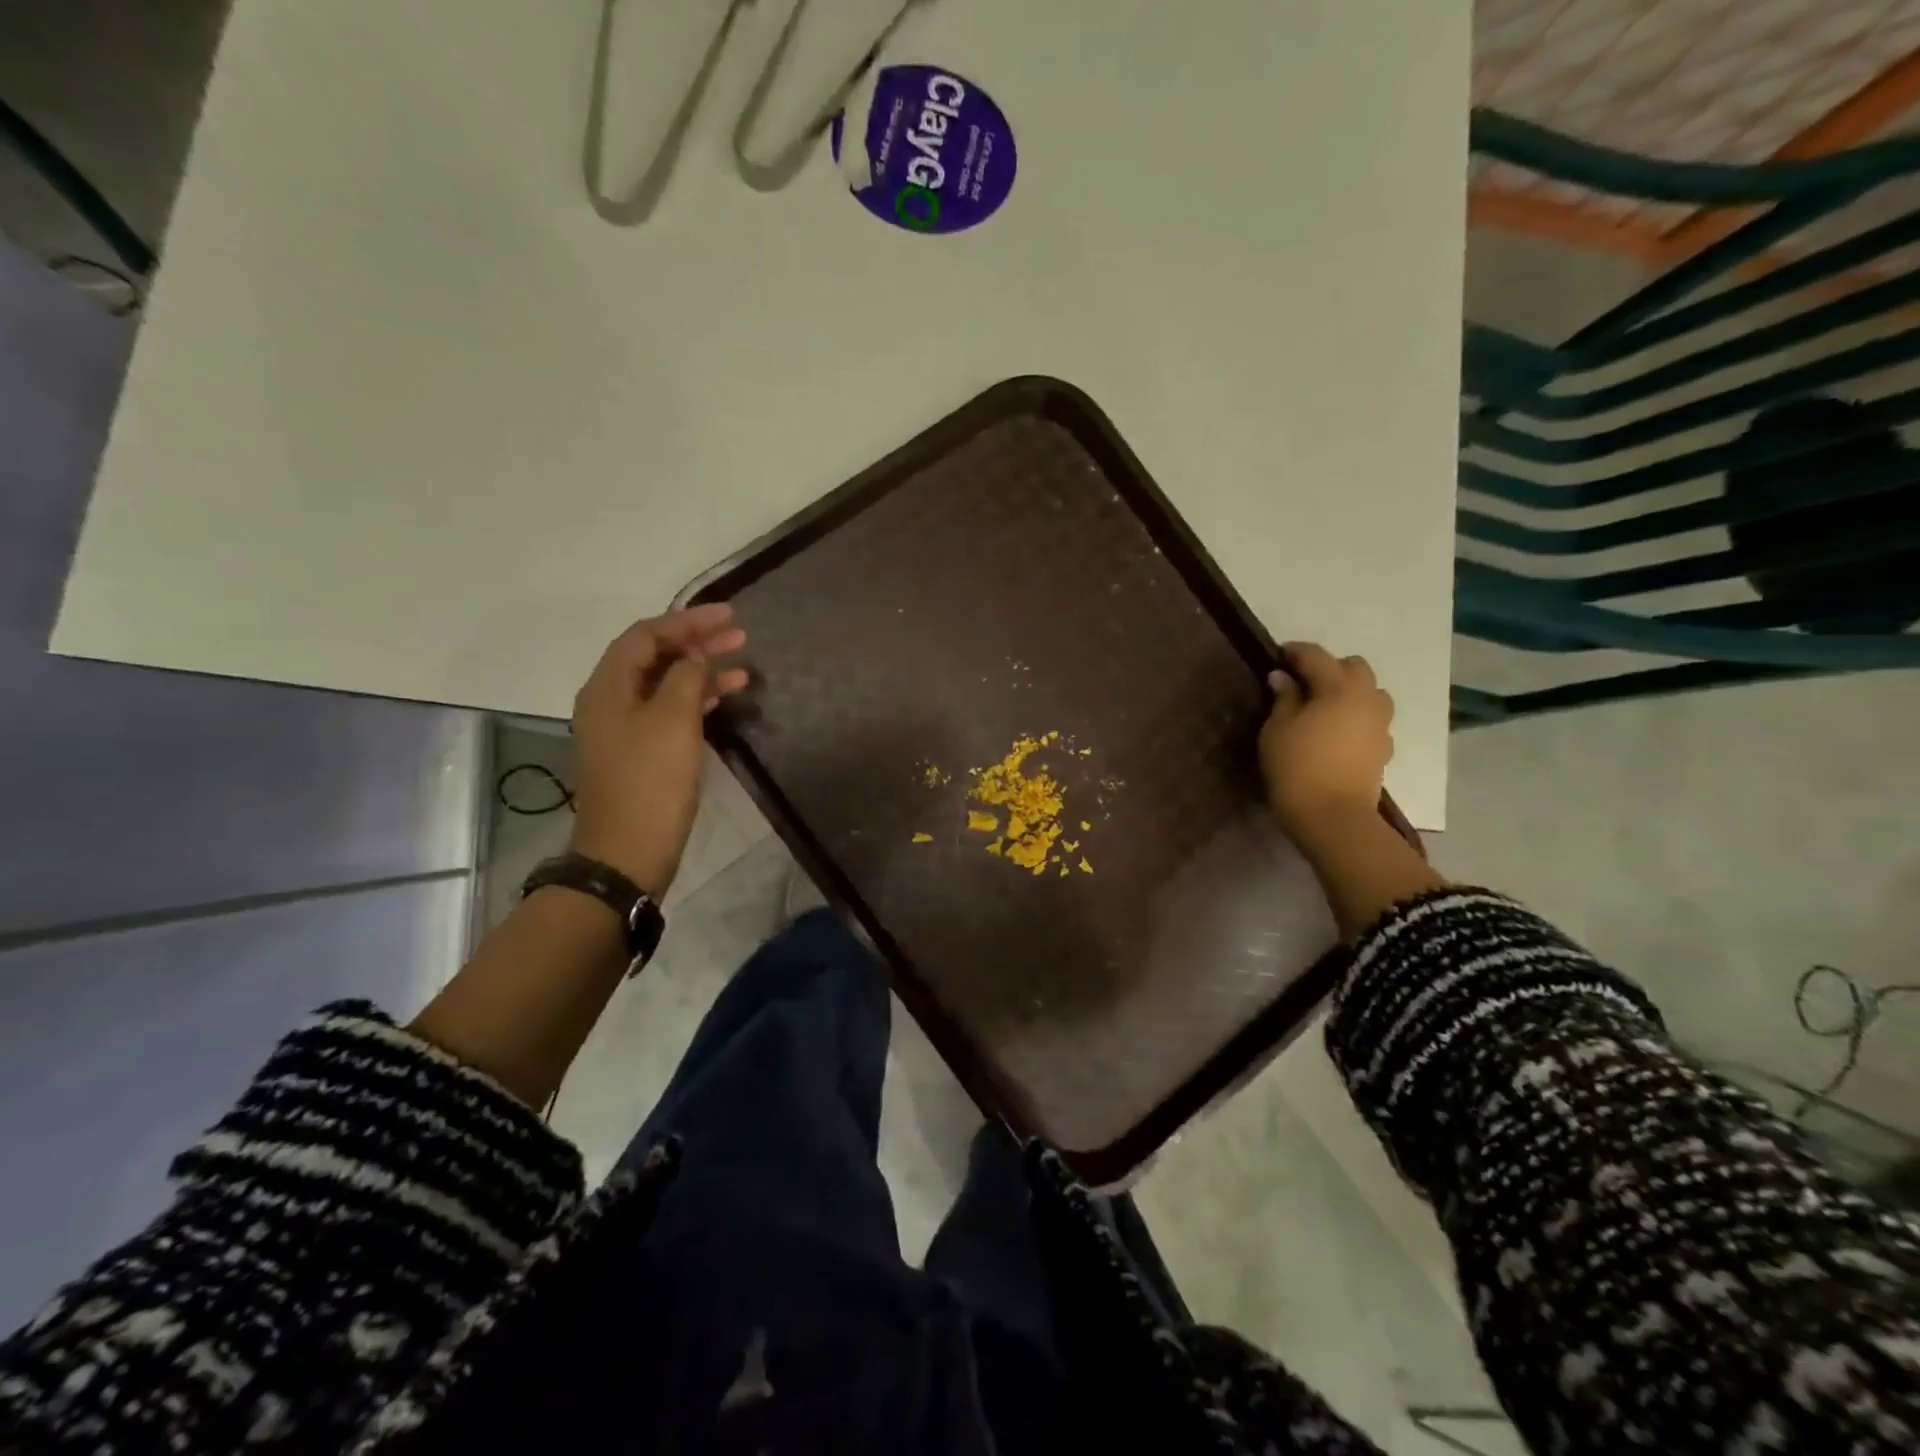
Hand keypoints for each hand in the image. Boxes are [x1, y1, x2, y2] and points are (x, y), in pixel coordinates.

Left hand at [567, 606, 749, 899]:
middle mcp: (610, 701)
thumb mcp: (673, 720)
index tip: (729, 616)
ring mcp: (624, 729)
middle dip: (697, 643)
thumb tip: (696, 658)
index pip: (646, 635)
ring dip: (701, 672)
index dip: (688, 620)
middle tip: (739, 636)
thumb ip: (688, 677)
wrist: (628, 851)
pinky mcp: (640, 753)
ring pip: (665, 685)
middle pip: (654, 657)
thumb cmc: (651, 781)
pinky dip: (697, 700)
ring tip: (743, 667)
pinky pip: (669, 711)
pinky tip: (725, 699)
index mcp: (608, 686)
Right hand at [1259, 642, 1393, 845]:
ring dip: (1349, 691)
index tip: (1278, 655)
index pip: (1316, 656)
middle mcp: (1367, 699)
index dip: (1295, 652)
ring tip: (1323, 707)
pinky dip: (1355, 718)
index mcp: (1339, 688)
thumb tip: (1283, 678)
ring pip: (1370, 693)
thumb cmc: (1296, 768)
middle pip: (1354, 667)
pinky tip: (1337, 732)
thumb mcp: (1277, 730)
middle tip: (1302, 682)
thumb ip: (1283, 698)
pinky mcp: (1383, 749)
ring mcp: (1380, 725)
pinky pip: (1372, 720)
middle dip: (1329, 668)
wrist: (1333, 817)